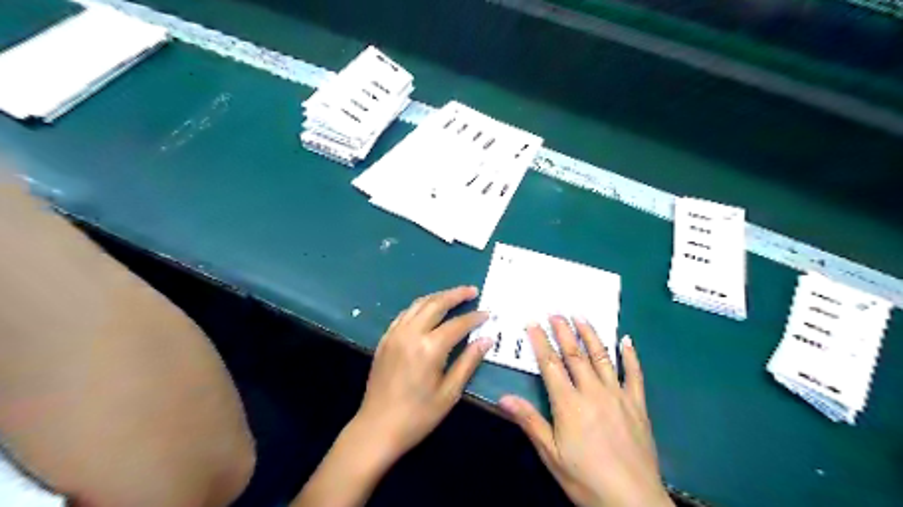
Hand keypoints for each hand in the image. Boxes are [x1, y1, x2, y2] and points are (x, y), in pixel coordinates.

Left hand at [354, 287, 491, 460]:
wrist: (377, 428)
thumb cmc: (418, 416)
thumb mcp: (449, 393)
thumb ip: (468, 362)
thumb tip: (487, 339)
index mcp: (429, 348)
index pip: (457, 324)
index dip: (475, 318)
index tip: (488, 314)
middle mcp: (411, 333)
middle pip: (436, 304)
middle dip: (456, 295)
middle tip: (473, 290)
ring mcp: (395, 334)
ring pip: (418, 304)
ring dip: (438, 296)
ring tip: (454, 295)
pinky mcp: (385, 339)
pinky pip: (405, 314)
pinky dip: (420, 306)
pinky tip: (428, 309)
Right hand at [496, 318, 671, 506]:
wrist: (633, 501)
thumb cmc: (586, 479)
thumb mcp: (551, 455)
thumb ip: (530, 421)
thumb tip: (504, 398)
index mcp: (569, 403)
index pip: (550, 364)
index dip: (540, 341)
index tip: (533, 323)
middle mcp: (593, 391)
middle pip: (575, 354)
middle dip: (563, 331)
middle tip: (556, 312)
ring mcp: (618, 395)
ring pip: (602, 357)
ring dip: (590, 334)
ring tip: (581, 316)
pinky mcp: (637, 404)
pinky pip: (634, 374)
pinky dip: (630, 356)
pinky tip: (626, 340)